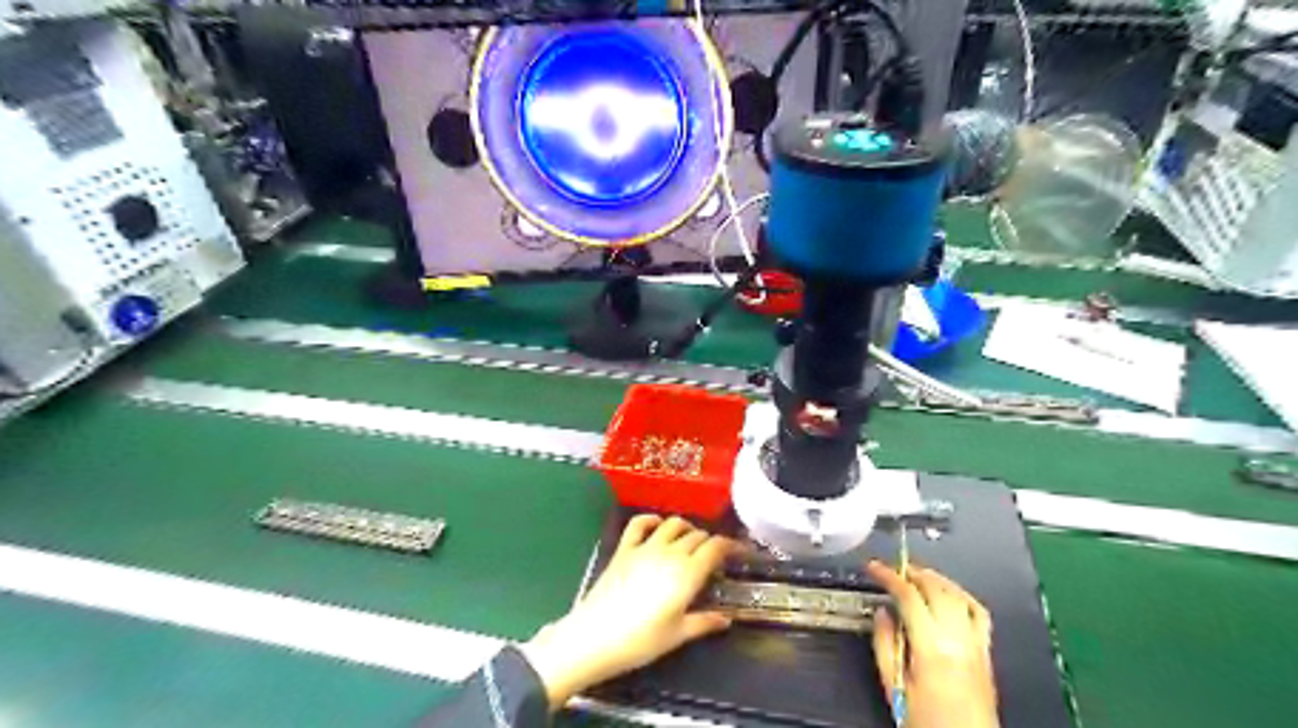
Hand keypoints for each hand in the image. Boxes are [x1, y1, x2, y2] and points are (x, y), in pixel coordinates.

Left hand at [522, 515, 739, 707]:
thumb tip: (726, 619)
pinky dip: (652, 519)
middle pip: (697, 535)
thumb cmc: (640, 641)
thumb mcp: (677, 635)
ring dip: (686, 528)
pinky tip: (657, 524)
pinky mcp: (624, 548)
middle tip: (713, 556)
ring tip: (690, 541)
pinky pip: (639, 523)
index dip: (731, 545)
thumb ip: (704, 623)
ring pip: (673, 524)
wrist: (594, 637)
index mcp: (688, 573)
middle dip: (709, 541)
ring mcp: (645, 547)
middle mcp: (670, 553)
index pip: (716, 547)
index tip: (739, 551)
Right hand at [864, 560, 996, 727]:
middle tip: (891, 569)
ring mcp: (976, 644)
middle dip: (911, 572)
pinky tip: (949, 592)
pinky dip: (962, 595)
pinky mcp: (986, 652)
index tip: (873, 567)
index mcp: (931, 648)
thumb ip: (885, 645)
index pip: (909, 596)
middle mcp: (957, 640)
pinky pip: (979, 612)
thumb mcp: (894, 687)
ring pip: (957, 595)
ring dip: (935, 578)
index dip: (888, 576)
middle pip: (935, 588)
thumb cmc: (927, 722)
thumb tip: (881, 613)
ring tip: (915, 574)